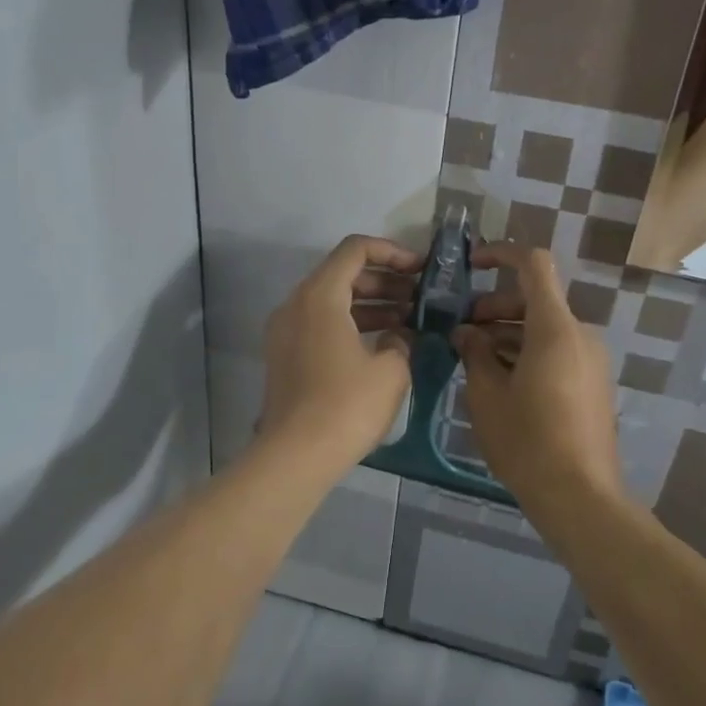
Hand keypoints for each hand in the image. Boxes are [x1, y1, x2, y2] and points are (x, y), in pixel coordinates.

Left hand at [258, 235, 420, 474]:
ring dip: (370, 304)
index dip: (392, 252)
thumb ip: (401, 341)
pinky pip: (320, 324)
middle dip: (384, 281)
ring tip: (408, 321)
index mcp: (319, 296)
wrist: (296, 455)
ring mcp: (285, 331)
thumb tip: (399, 338)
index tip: (419, 270)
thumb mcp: (391, 370)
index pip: (355, 250)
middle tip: (420, 298)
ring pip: (331, 301)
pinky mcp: (285, 356)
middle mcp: (296, 304)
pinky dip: (350, 324)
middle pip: (342, 274)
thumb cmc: (347, 406)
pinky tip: (382, 344)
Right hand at [452, 244, 623, 511]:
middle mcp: (580, 334)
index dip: (501, 254)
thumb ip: (474, 353)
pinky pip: (558, 351)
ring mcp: (591, 360)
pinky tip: (501, 380)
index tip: (471, 265)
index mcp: (555, 328)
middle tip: (461, 331)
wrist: (579, 496)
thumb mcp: (487, 395)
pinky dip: (528, 352)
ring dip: (509, 332)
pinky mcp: (593, 383)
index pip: (533, 264)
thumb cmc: (527, 440)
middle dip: (495, 306)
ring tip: (474, 359)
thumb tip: (466, 333)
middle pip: (536, 298)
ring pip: (545, 328)